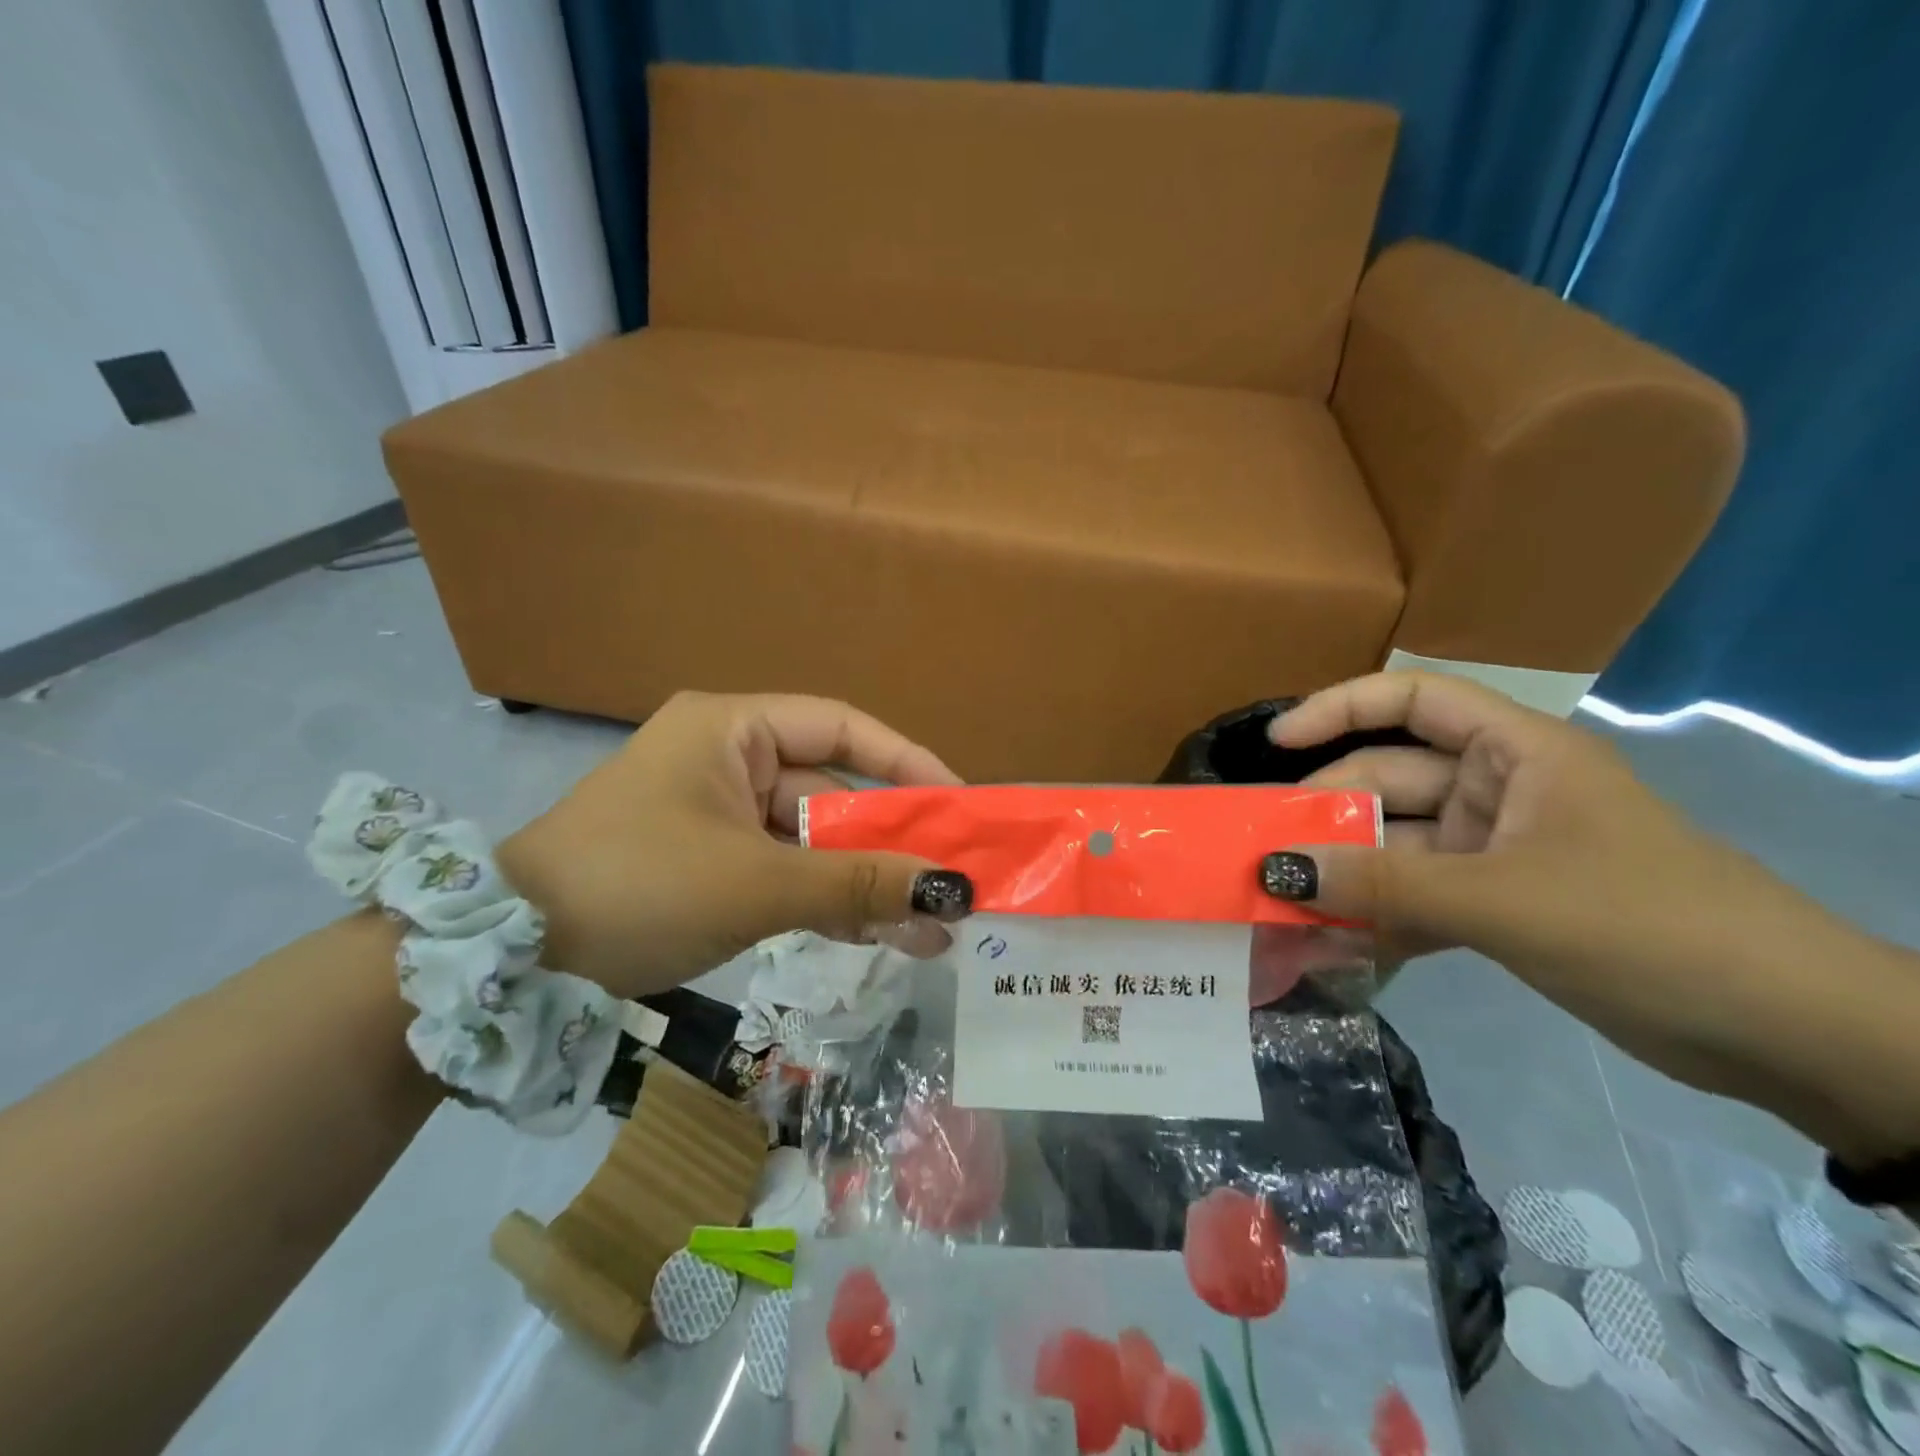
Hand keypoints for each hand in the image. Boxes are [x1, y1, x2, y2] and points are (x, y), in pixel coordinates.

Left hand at [498, 692, 972, 998]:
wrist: (510, 962)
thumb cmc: (637, 887)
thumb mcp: (757, 884)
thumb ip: (858, 885)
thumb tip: (953, 893)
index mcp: (732, 729)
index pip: (841, 727)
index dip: (906, 763)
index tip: (958, 804)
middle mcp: (730, 760)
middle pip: (833, 791)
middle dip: (892, 841)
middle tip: (953, 879)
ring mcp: (720, 816)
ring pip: (813, 841)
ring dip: (866, 883)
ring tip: (931, 928)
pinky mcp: (713, 864)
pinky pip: (786, 873)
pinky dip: (828, 903)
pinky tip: (881, 937)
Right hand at [1257, 672, 1919, 1158]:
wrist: (1785, 1034)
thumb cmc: (1647, 926)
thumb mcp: (1502, 900)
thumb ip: (1382, 884)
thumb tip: (1275, 870)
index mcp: (1516, 753)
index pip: (1415, 699)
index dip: (1340, 708)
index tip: (1277, 742)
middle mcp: (1500, 790)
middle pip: (1390, 779)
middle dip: (1327, 814)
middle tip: (1263, 853)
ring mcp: (1497, 850)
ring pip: (1396, 845)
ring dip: (1344, 875)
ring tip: (1280, 906)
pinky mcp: (1499, 905)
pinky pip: (1417, 897)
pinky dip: (1376, 918)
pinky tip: (1330, 947)